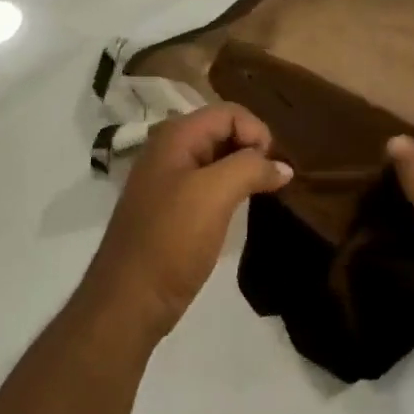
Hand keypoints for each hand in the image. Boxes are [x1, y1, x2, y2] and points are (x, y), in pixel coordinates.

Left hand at [84, 105, 290, 338]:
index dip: (257, 132)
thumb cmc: (171, 240)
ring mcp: (169, 180)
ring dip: (245, 169)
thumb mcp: (214, 195)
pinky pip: (210, 183)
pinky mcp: (174, 208)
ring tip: (266, 192)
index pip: (229, 112)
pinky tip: (244, 207)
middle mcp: (170, 150)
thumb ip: (251, 168)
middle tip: (274, 180)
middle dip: (253, 148)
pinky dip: (232, 188)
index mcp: (175, 137)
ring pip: (218, 158)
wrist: (130, 300)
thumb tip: (283, 167)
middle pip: (223, 131)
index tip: (273, 167)